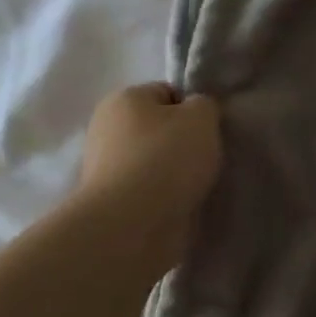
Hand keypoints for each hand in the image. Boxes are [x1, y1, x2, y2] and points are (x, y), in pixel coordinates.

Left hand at [79, 85, 222, 264]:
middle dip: (184, 142)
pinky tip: (182, 204)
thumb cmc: (167, 159)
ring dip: (176, 172)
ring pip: (155, 160)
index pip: (168, 92)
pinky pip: (149, 189)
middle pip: (159, 128)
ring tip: (197, 185)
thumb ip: (204, 105)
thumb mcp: (201, 118)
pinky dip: (166, 195)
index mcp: (124, 99)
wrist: (132, 224)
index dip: (194, 109)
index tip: (210, 131)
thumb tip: (195, 112)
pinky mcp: (112, 200)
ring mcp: (106, 166)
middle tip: (207, 158)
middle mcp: (107, 127)